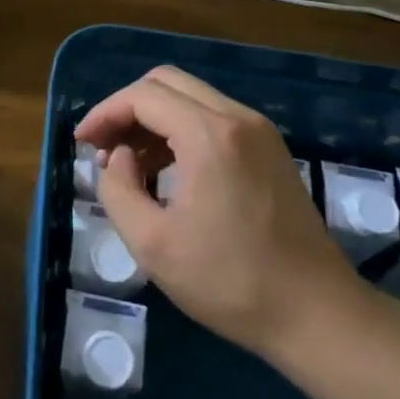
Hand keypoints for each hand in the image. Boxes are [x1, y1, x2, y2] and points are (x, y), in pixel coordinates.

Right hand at [76, 66, 369, 364]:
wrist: (318, 315)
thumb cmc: (230, 282)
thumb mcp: (152, 243)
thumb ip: (118, 188)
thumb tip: (119, 159)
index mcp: (210, 135)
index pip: (142, 96)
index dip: (104, 114)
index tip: (81, 143)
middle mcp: (238, 119)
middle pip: (167, 83)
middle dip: (126, 109)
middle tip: (103, 148)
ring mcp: (260, 133)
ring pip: (191, 98)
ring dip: (153, 119)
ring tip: (128, 164)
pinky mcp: (270, 151)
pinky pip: (213, 119)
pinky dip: (180, 131)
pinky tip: (166, 170)